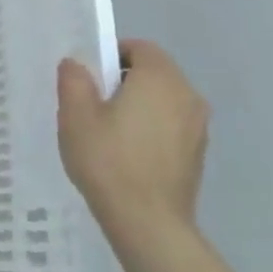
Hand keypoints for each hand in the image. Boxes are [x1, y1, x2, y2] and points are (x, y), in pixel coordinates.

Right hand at [58, 40, 208, 256]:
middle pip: (154, 72)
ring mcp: (198, 126)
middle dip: (124, 80)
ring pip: (164, 100)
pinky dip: (151, 128)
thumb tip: (77, 63)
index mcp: (160, 78)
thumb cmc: (109, 160)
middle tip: (92, 103)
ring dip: (139, 105)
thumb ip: (74, 80)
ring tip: (108, 131)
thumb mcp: (76, 115)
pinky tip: (128, 154)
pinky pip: (171, 125)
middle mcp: (187, 95)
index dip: (112, 55)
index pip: (140, 48)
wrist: (149, 223)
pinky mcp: (198, 154)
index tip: (89, 77)